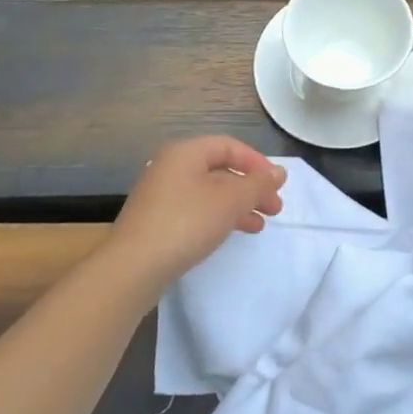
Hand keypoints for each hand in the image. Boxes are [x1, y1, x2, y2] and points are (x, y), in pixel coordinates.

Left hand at [106, 136, 286, 288]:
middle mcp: (171, 167)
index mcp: (185, 152)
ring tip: (259, 225)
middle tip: (274, 208)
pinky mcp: (157, 220)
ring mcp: (161, 194)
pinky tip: (232, 233)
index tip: (278, 185)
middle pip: (220, 169)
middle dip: (251, 188)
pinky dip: (219, 216)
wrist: (133, 267)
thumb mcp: (230, 201)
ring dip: (238, 205)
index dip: (258, 163)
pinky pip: (196, 209)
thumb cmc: (186, 223)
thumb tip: (279, 172)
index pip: (229, 146)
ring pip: (210, 192)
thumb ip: (258, 184)